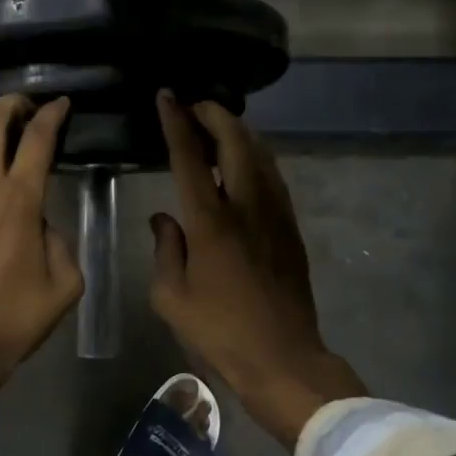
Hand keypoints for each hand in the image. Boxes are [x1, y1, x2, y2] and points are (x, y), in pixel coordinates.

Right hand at [150, 91, 361, 446]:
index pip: (190, 157)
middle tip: (194, 105)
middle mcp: (247, 206)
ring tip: (217, 125)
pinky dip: (254, 156)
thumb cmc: (219, 331)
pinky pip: (273, 176)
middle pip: (236, 141)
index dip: (176, 122)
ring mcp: (275, 214)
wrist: (283, 358)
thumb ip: (165, 248)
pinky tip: (243, 162)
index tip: (167, 97)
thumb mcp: (171, 296)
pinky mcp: (291, 228)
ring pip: (261, 154)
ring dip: (238, 131)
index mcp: (211, 222)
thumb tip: (163, 217)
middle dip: (214, 114)